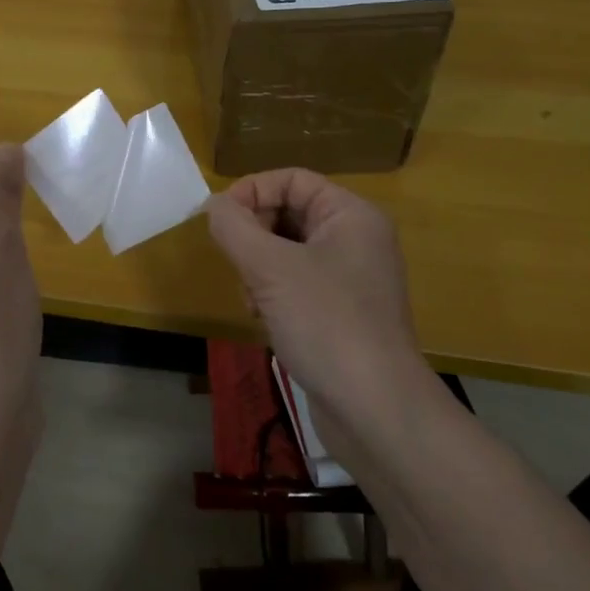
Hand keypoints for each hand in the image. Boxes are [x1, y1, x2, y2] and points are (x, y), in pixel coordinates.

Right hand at [207, 169, 429, 428]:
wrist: (375, 411)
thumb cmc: (326, 323)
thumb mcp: (270, 268)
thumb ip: (234, 227)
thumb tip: (213, 205)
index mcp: (351, 216)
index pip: (291, 179)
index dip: (251, 191)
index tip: (218, 220)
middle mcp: (356, 240)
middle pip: (288, 213)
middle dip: (253, 235)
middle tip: (237, 264)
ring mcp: (350, 279)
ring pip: (286, 251)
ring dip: (258, 268)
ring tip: (252, 299)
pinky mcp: (341, 313)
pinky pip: (296, 284)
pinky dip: (272, 294)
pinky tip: (264, 320)